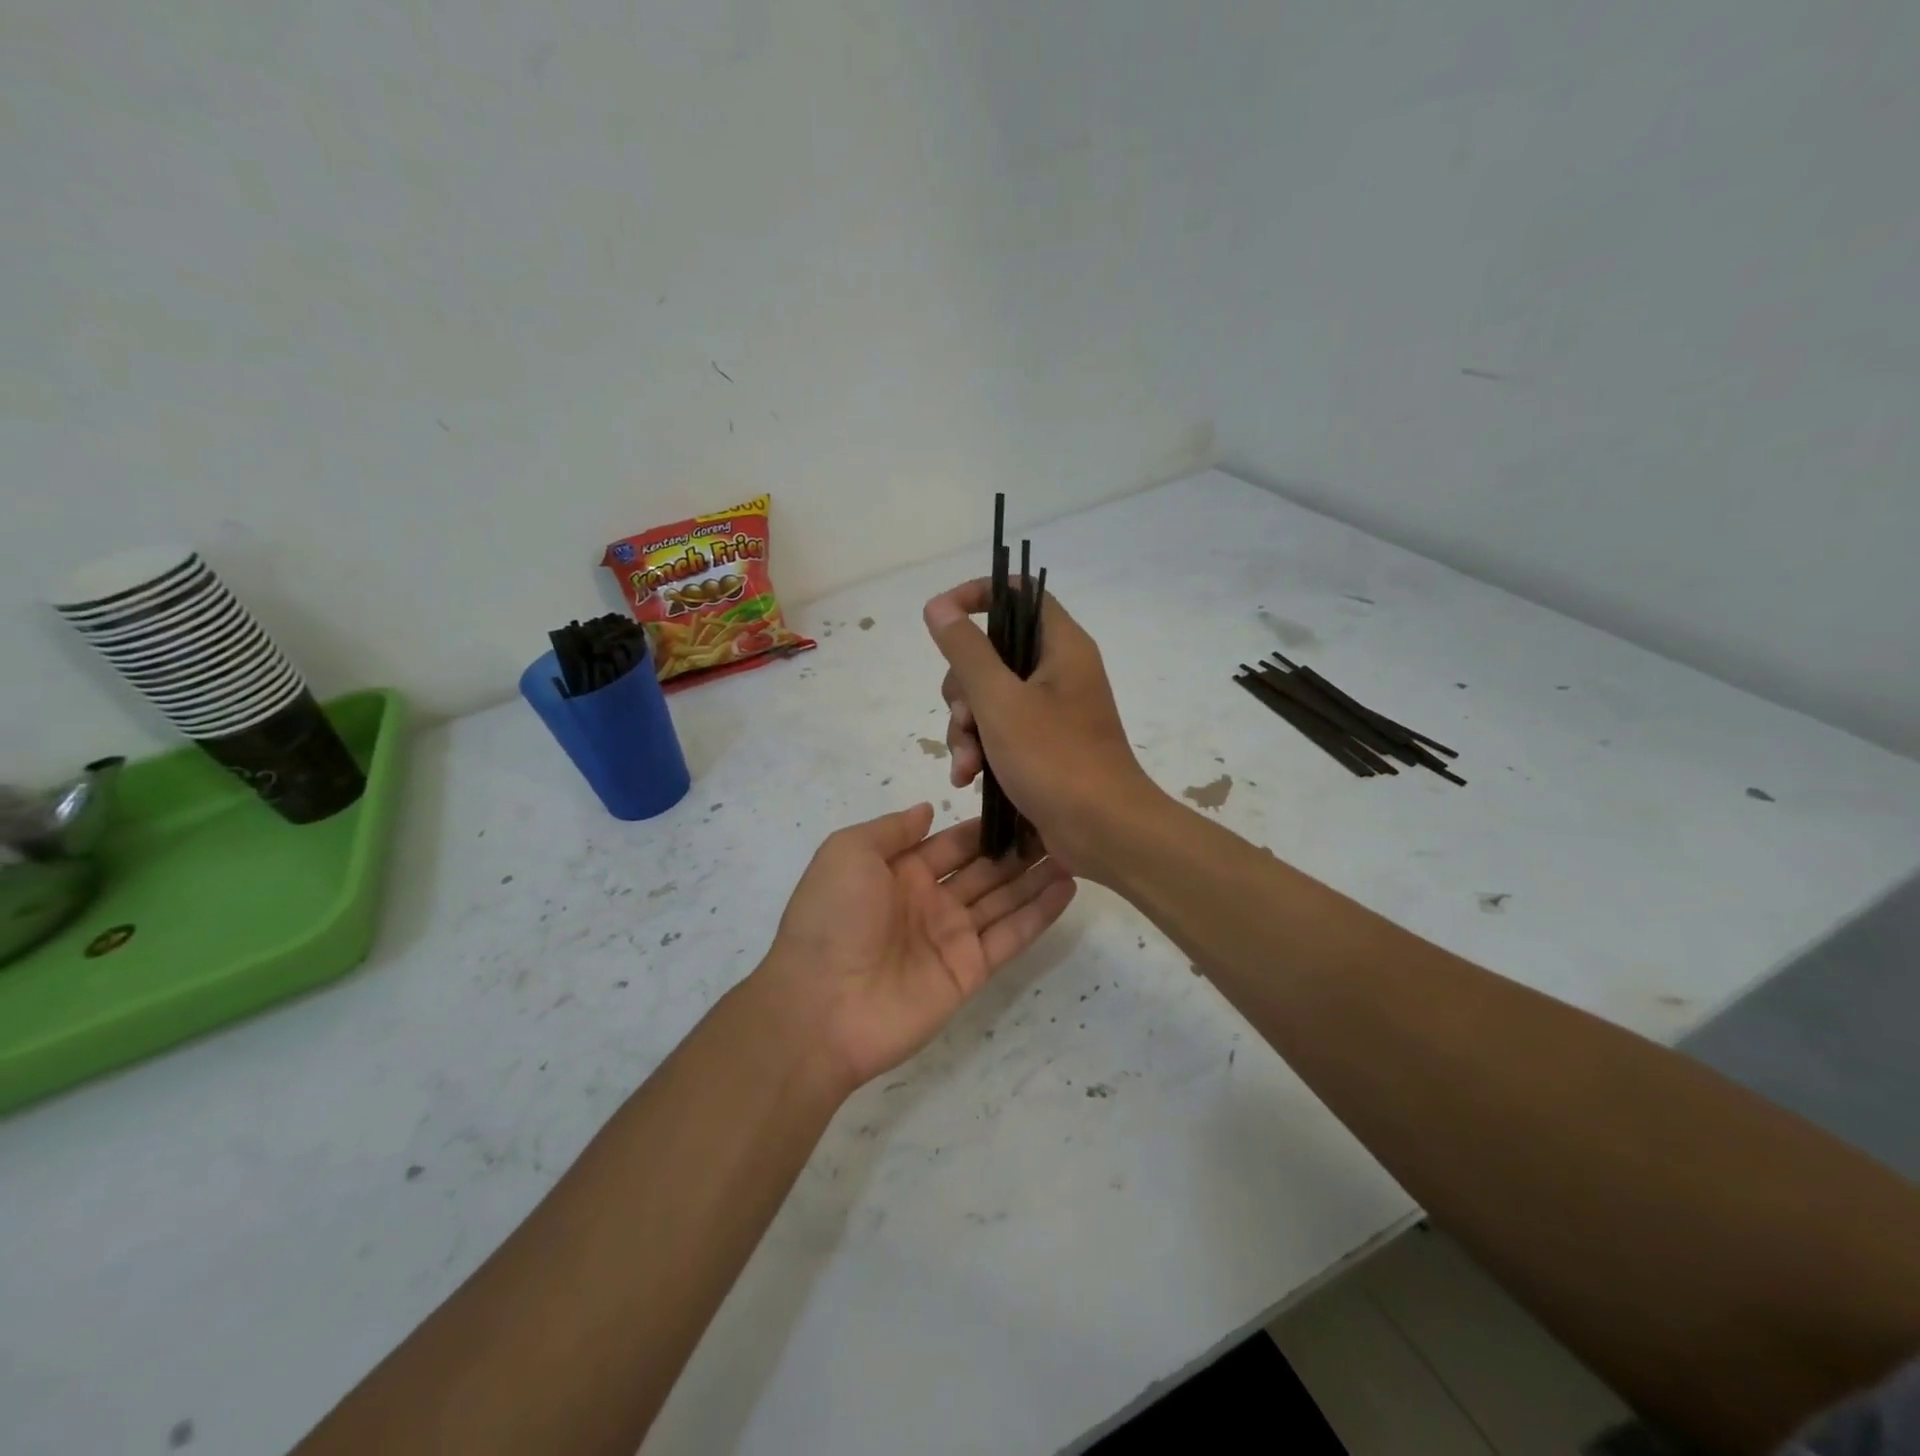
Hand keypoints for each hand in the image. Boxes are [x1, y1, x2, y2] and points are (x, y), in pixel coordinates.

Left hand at [759, 804, 1075, 1087]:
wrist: (820, 1006)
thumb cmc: (831, 917)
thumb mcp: (848, 853)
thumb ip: (892, 829)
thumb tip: (927, 809)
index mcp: (898, 872)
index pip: (951, 843)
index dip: (983, 827)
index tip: (1021, 805)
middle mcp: (929, 902)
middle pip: (983, 870)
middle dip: (1017, 850)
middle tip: (1058, 824)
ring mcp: (951, 938)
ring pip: (1004, 900)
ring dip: (1036, 877)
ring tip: (1073, 850)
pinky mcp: (970, 971)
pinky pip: (1011, 936)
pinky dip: (1039, 913)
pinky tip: (1067, 887)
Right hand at [924, 579, 1159, 879]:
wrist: (1104, 832)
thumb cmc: (1056, 760)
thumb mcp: (1001, 702)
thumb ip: (967, 651)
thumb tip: (938, 607)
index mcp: (1061, 646)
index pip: (1018, 593)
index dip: (977, 596)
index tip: (941, 618)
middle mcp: (1057, 671)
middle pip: (992, 652)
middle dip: (962, 689)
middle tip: (965, 718)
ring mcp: (1050, 710)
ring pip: (988, 697)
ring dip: (966, 728)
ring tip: (968, 764)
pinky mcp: (1042, 744)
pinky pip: (998, 730)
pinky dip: (980, 749)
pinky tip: (968, 778)